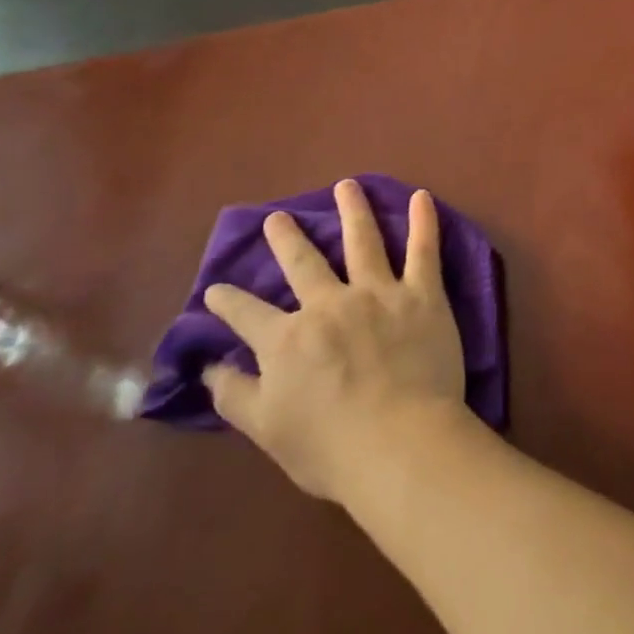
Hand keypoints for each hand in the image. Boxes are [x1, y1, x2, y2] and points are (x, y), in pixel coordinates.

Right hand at [202, 179, 466, 501]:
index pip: (247, 314)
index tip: (215, 289)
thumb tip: (209, 367)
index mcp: (288, 339)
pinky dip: (423, 221)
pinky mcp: (422, 294)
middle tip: (278, 218)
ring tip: (347, 185)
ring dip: (353, 209)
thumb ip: (235, 395)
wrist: (399, 442)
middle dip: (286, 238)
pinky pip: (424, 249)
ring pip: (362, 240)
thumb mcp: (267, 430)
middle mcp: (329, 304)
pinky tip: (421, 197)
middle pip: (303, 262)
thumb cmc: (331, 447)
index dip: (227, 302)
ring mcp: (378, 293)